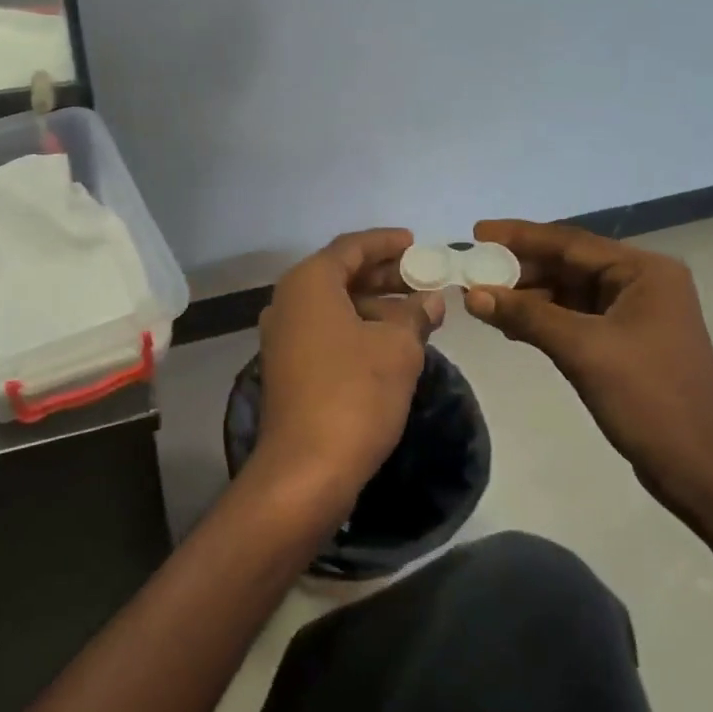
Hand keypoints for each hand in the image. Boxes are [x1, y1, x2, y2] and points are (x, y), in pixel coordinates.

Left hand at [249, 229, 442, 517]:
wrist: (307, 468)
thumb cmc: (355, 393)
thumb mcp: (397, 348)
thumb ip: (415, 315)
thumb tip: (429, 300)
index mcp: (308, 283)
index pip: (351, 247)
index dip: (386, 242)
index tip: (416, 243)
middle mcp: (287, 302)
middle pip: (340, 275)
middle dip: (384, 275)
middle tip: (422, 277)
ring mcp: (283, 337)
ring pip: (334, 306)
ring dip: (374, 305)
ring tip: (416, 312)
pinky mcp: (288, 368)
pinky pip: (326, 332)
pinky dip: (358, 329)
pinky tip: (390, 343)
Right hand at [464, 219, 712, 515]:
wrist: (698, 466)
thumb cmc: (648, 397)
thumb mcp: (582, 349)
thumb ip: (526, 316)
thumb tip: (473, 293)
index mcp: (643, 272)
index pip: (571, 242)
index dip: (520, 236)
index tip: (477, 232)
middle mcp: (641, 284)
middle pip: (569, 263)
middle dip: (520, 267)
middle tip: (472, 268)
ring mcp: (633, 314)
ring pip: (568, 292)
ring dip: (527, 295)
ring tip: (481, 297)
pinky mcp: (623, 342)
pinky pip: (573, 318)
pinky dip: (542, 318)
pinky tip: (509, 325)